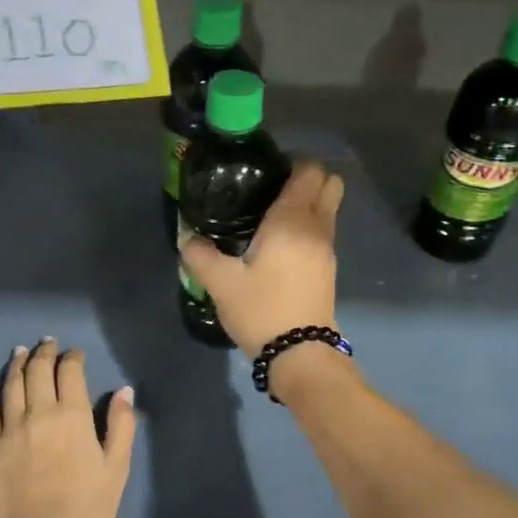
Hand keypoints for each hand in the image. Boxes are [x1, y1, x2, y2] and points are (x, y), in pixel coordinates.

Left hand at [0, 340, 134, 517]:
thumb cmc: (84, 508)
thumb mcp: (116, 469)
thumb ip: (121, 426)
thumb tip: (124, 391)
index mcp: (73, 415)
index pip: (71, 372)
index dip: (73, 357)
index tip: (76, 354)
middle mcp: (40, 412)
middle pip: (38, 370)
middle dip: (44, 352)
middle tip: (47, 343)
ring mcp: (11, 428)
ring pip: (12, 384)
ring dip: (17, 364)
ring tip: (20, 352)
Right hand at [181, 160, 343, 353]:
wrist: (299, 354)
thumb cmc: (262, 309)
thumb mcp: (221, 283)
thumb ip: (200, 254)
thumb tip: (187, 237)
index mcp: (292, 220)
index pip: (309, 171)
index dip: (292, 163)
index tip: (266, 173)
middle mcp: (317, 227)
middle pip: (329, 184)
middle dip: (307, 179)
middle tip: (272, 191)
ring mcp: (327, 249)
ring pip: (328, 210)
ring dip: (308, 205)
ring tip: (270, 219)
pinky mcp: (328, 269)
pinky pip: (323, 232)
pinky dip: (308, 228)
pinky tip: (279, 246)